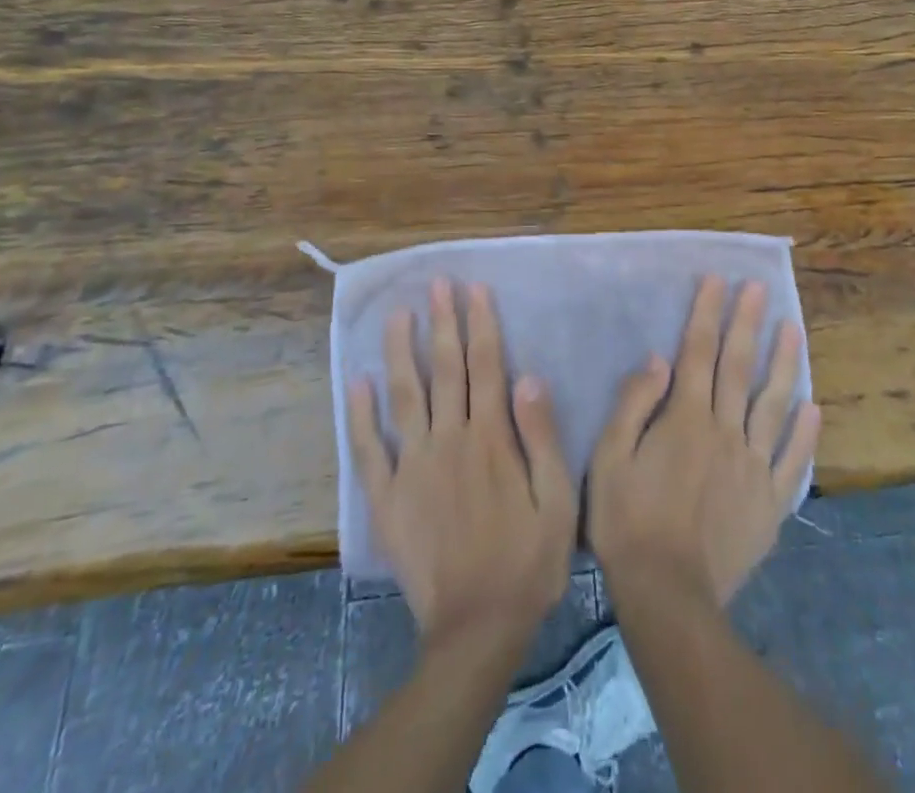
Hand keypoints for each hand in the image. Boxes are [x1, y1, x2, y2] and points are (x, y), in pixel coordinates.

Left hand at [347, 279, 576, 654]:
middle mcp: (449, 439)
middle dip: (442, 322)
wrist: (476, 630)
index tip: (474, 288)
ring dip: (400, 352)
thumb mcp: (557, 500)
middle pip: (445, 369)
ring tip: (397, 314)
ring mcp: (413, 466)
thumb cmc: (527, 561)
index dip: (480, 323)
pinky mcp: (388, 498)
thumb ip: (542, 437)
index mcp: (491, 438)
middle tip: (437, 283)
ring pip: (405, 396)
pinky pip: (369, 449)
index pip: (486, 365)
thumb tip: (529, 376)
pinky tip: (357, 382)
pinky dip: (360, 415)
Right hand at [588, 276, 819, 611]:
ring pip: (774, 404)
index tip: (718, 279)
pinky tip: (814, 408)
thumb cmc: (627, 521)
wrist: (668, 596)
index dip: (707, 313)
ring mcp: (753, 467)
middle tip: (759, 288)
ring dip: (785, 363)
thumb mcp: (610, 458)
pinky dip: (804, 434)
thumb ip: (634, 404)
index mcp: (686, 418)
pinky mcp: (770, 503)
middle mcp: (725, 431)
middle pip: (738, 367)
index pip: (698, 352)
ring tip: (793, 329)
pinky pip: (792, 462)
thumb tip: (658, 359)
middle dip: (747, 323)